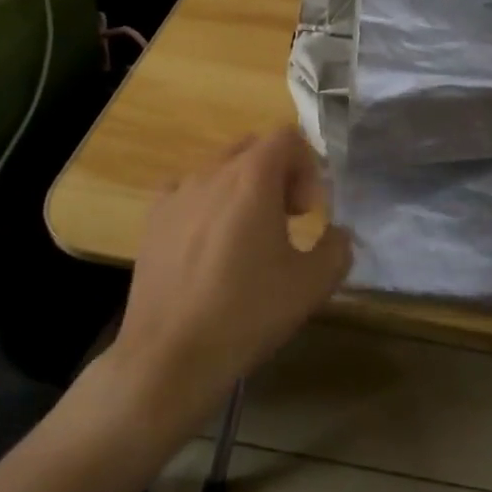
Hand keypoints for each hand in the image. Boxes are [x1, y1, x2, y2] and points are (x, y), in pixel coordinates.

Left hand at [102, 130, 351, 433]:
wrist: (172, 355)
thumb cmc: (248, 313)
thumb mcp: (313, 284)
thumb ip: (338, 247)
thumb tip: (338, 233)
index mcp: (252, 178)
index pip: (287, 136)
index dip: (307, 167)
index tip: (308, 212)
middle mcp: (211, 174)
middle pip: (253, 147)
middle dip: (278, 174)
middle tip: (288, 219)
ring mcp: (176, 194)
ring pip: (220, 169)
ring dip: (244, 188)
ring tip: (249, 236)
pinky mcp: (153, 220)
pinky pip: (189, 192)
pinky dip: (208, 204)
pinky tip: (210, 246)